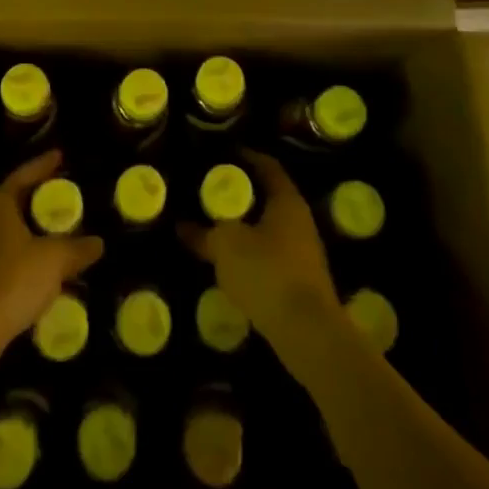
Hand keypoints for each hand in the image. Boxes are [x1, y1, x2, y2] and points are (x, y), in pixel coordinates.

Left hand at [0, 150, 103, 361]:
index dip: (44, 165)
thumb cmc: (11, 281)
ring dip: (27, 231)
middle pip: (12, 200)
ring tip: (51, 234)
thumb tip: (98, 242)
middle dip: (35, 199)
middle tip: (59, 195)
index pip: (24, 174)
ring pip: (5, 230)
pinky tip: (34, 271)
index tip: (60, 156)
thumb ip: (77, 249)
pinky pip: (0, 256)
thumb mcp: (53, 261)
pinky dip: (19, 256)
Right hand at [180, 149, 340, 353]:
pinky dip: (252, 253)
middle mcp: (300, 220)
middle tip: (212, 190)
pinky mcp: (301, 282)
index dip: (245, 156)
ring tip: (216, 226)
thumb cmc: (267, 273)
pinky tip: (231, 263)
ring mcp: (304, 252)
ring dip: (246, 226)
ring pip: (270, 228)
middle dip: (242, 194)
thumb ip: (203, 234)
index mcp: (286, 200)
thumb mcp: (225, 247)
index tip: (222, 154)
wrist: (308, 334)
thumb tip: (181, 226)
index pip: (267, 165)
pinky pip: (272, 255)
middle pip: (268, 196)